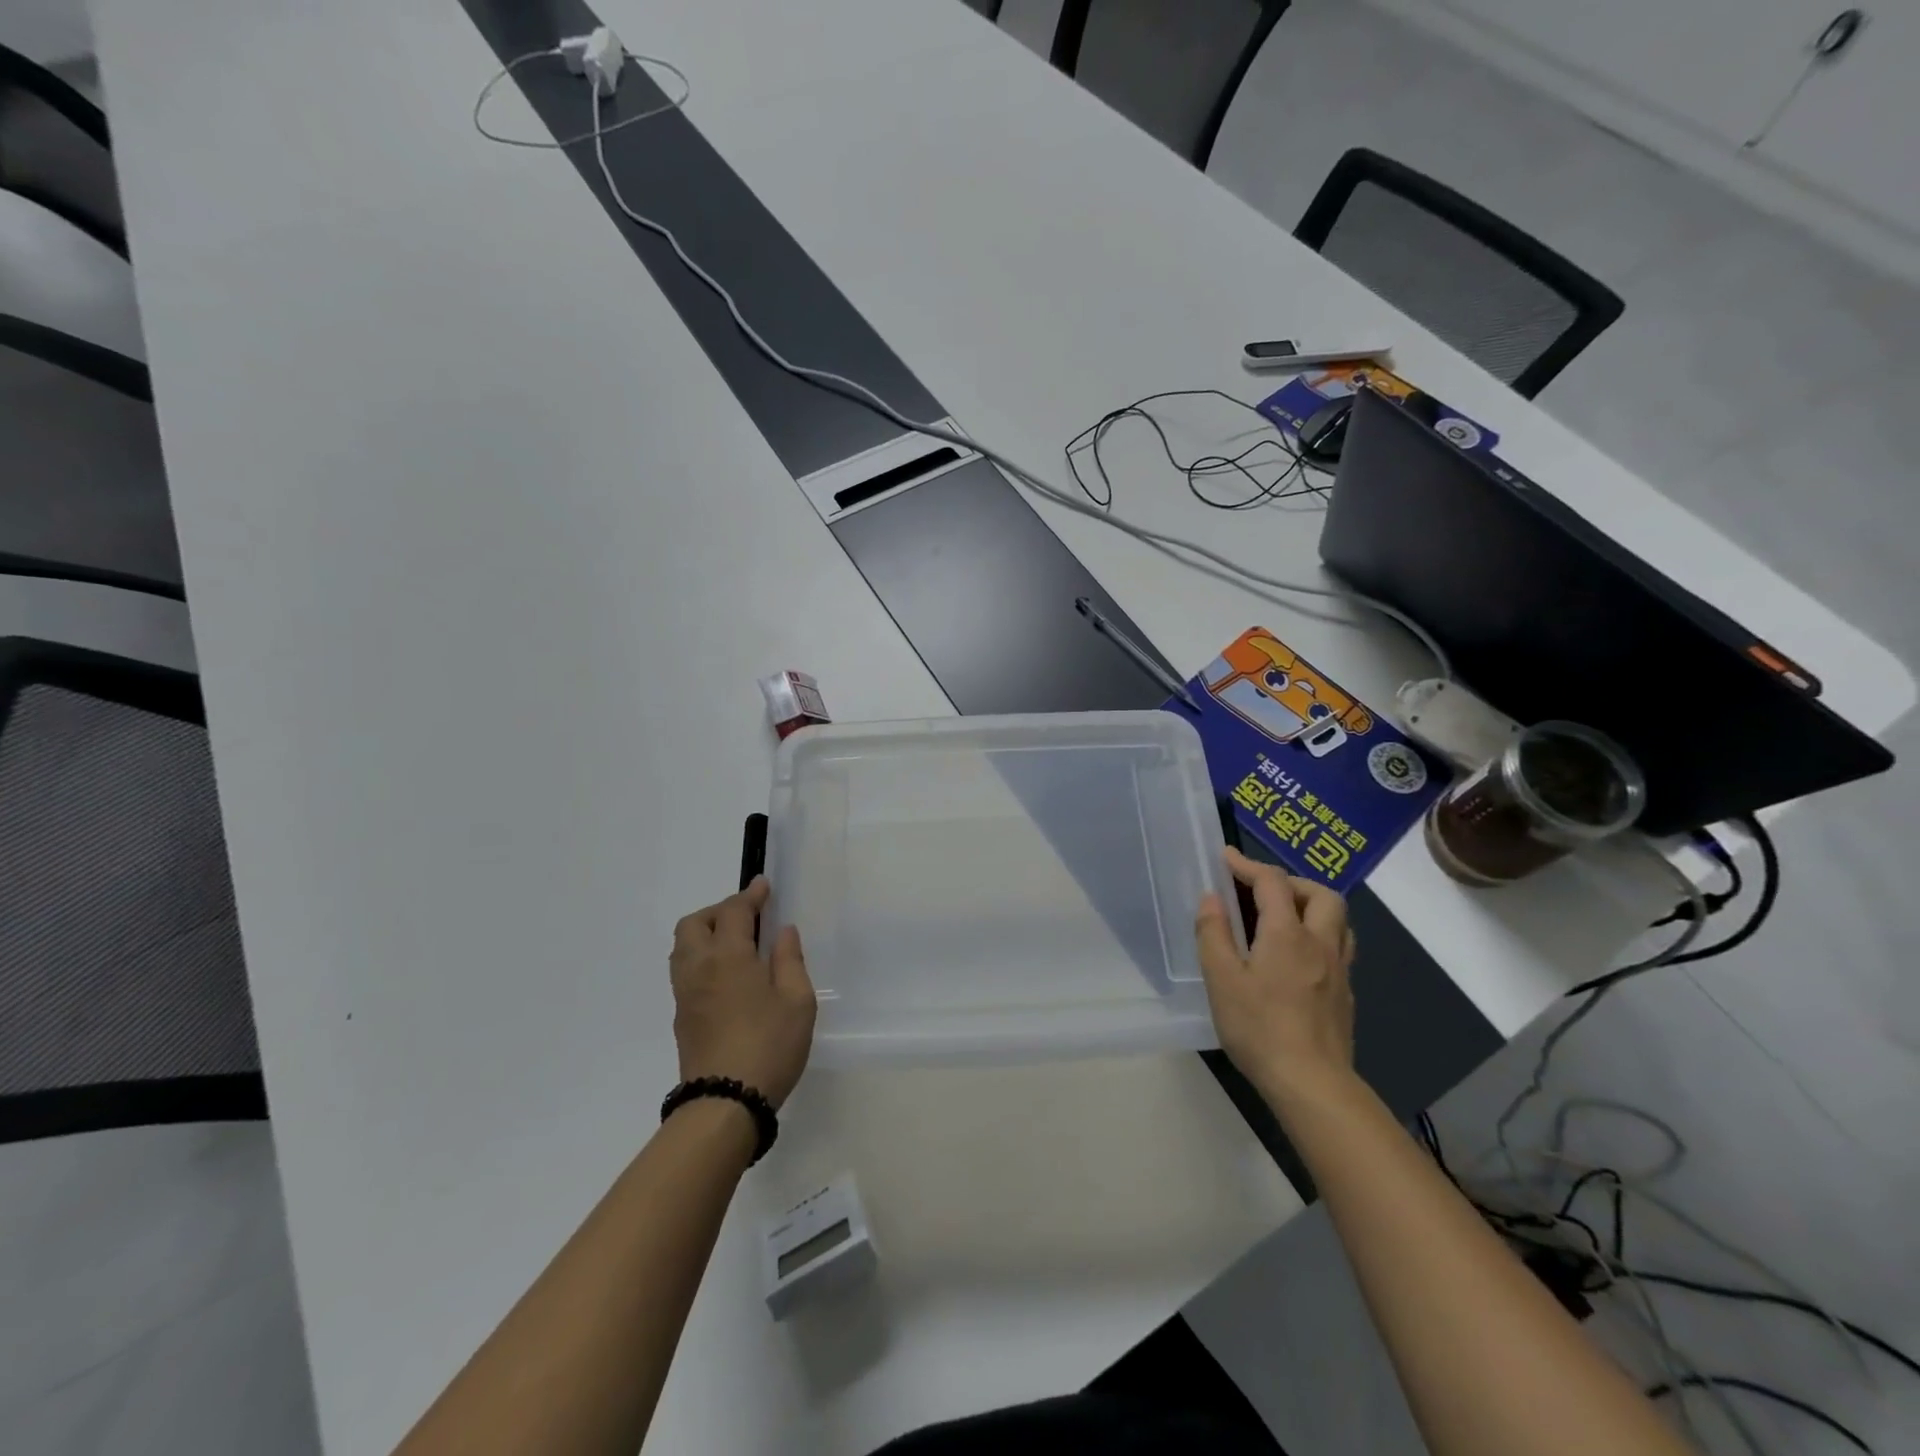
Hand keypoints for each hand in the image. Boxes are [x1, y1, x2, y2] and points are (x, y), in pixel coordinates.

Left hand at [670, 876, 815, 1108]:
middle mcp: (699, 967)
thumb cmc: (769, 1045)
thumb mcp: (797, 1000)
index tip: (763, 885)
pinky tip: (726, 974)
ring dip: (705, 933)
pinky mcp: (681, 1017)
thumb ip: (789, 960)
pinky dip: (701, 957)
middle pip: (695, 923)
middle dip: (719, 910)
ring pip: (683, 947)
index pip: (733, 911)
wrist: (724, 1103)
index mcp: (728, 956)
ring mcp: (685, 993)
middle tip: (747, 917)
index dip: (750, 895)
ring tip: (736, 943)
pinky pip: (684, 970)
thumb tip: (782, 932)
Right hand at [1195, 847, 1356, 1099]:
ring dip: (1311, 906)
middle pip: (1320, 894)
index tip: (1225, 858)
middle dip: (1289, 882)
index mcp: (1287, 934)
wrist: (1312, 1084)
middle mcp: (1320, 943)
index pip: (1271, 882)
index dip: (1247, 865)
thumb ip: (1214, 933)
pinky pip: (1338, 947)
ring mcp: (1338, 970)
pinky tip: (1297, 956)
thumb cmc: (1259, 1028)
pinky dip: (1318, 934)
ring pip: (1338, 920)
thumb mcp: (1221, 980)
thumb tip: (1211, 898)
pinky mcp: (1345, 994)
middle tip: (1259, 891)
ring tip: (1282, 917)